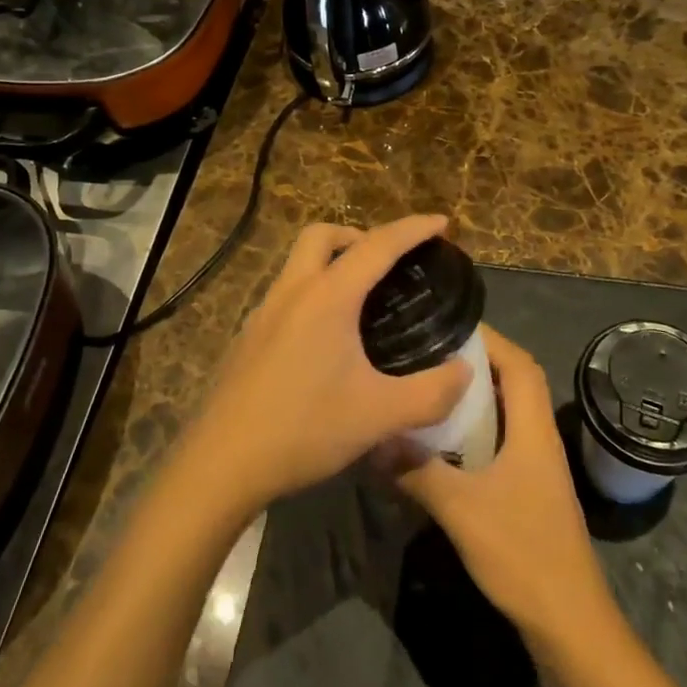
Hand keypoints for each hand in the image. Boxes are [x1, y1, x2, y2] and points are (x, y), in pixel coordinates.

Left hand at [186, 216, 471, 512]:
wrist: (222, 463)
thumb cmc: (304, 429)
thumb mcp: (379, 415)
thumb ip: (430, 392)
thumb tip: (464, 371)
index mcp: (328, 297)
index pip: (378, 246)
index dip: (414, 229)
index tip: (443, 223)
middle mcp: (292, 291)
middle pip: (323, 236)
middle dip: (360, 235)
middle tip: (389, 262)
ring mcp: (264, 312)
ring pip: (299, 263)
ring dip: (332, 263)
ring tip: (363, 300)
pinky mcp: (249, 336)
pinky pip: (287, 294)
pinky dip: (313, 293)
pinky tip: (327, 339)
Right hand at [395, 329, 617, 653]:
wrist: (569, 626)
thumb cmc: (523, 555)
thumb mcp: (463, 510)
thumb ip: (419, 470)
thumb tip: (376, 437)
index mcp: (534, 431)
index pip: (520, 365)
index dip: (490, 338)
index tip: (447, 325)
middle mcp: (539, 440)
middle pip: (514, 383)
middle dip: (476, 362)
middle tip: (429, 353)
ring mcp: (536, 468)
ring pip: (506, 414)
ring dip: (474, 398)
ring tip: (429, 387)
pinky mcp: (527, 492)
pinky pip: (500, 443)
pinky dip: (474, 432)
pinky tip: (440, 443)